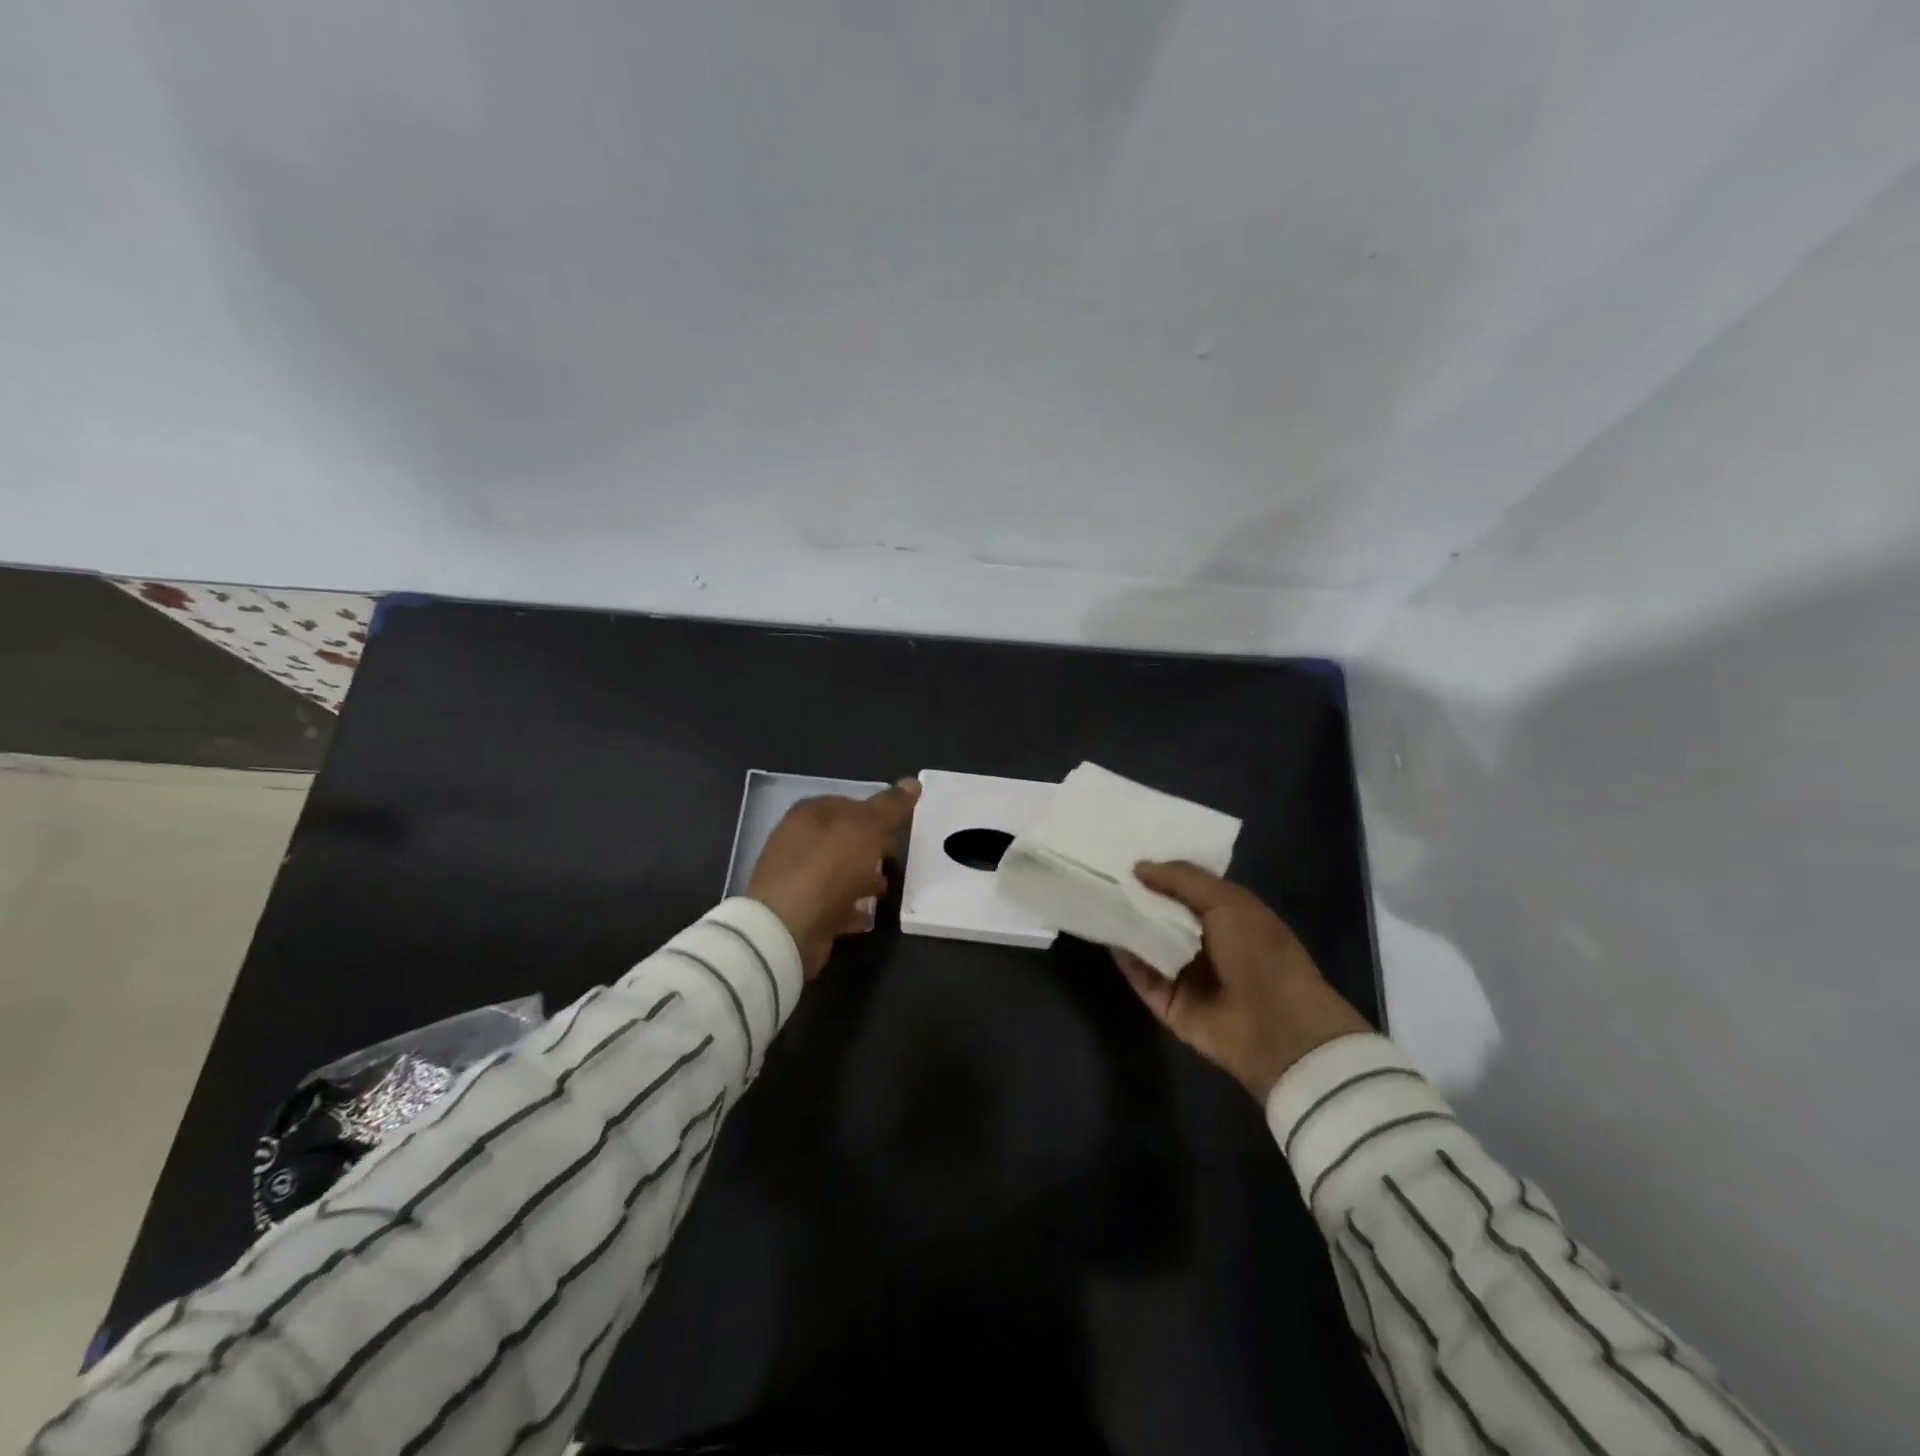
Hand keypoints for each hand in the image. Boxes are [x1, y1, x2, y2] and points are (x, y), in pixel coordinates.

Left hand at [748, 779, 919, 980]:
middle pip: (843, 839)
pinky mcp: (799, 909)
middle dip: (870, 848)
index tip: (900, 829)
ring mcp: (796, 877)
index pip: (849, 803)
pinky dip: (850, 907)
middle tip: (896, 859)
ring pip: (838, 872)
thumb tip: (912, 782)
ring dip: (862, 879)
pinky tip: (869, 916)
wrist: (788, 926)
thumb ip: (890, 807)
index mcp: (810, 813)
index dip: (876, 813)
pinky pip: (832, 903)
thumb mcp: (868, 829)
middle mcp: (798, 840)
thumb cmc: (829, 867)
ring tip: (886, 890)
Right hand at [1115, 861, 1371, 1101]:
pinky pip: (1140, 976)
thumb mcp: (1228, 902)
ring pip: (1147, 943)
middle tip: (1100, 870)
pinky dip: (1124, 957)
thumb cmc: (1261, 954)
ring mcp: (1185, 974)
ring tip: (1094, 895)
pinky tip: (1104, 932)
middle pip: (1162, 914)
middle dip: (1136, 895)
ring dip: (1125, 923)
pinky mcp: (1168, 1003)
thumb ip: (1182, 879)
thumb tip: (1137, 867)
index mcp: (1228, 916)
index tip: (1124, 852)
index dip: (1159, 871)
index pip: (1185, 888)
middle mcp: (1204, 942)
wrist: (1278, 1029)